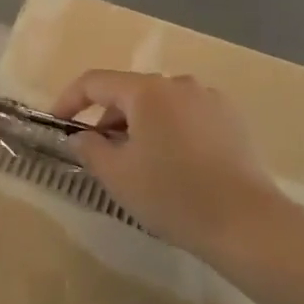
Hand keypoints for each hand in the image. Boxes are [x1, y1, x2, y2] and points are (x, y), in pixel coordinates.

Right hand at [50, 71, 285, 261]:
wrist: (245, 221)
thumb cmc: (173, 195)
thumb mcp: (118, 176)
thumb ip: (90, 149)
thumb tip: (81, 136)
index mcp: (147, 90)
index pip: (96, 82)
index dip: (70, 99)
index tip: (58, 123)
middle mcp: (178, 83)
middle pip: (130, 92)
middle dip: (109, 119)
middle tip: (101, 155)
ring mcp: (209, 98)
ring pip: (160, 104)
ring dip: (141, 126)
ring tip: (140, 164)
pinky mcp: (231, 118)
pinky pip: (188, 116)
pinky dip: (171, 131)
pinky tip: (176, 166)